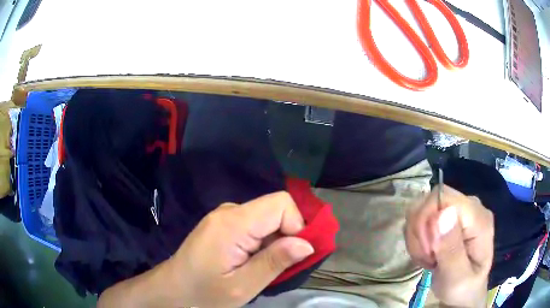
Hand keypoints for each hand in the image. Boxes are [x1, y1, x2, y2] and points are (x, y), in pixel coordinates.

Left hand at [166, 191, 313, 306]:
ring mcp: (225, 215)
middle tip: (277, 267)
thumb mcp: (242, 286)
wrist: (172, 289)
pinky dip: (263, 241)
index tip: (293, 255)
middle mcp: (229, 210)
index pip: (281, 204)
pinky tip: (251, 261)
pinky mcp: (223, 223)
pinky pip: (255, 224)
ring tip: (261, 267)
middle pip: (275, 209)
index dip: (297, 226)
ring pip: (267, 217)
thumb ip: (274, 262)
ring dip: (275, 241)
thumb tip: (308, 244)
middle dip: (287, 236)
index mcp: (232, 223)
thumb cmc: (203, 294)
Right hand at [405, 185, 493, 307]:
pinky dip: (418, 237)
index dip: (427, 220)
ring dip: (418, 236)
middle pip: (432, 200)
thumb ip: (452, 250)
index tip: (427, 252)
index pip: (444, 197)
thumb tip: (443, 214)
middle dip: (420, 231)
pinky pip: (422, 217)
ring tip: (428, 257)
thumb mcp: (457, 279)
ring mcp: (459, 210)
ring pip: (423, 208)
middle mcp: (470, 206)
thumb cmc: (463, 289)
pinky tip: (427, 253)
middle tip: (427, 257)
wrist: (465, 292)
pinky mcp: (448, 217)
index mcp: (479, 218)